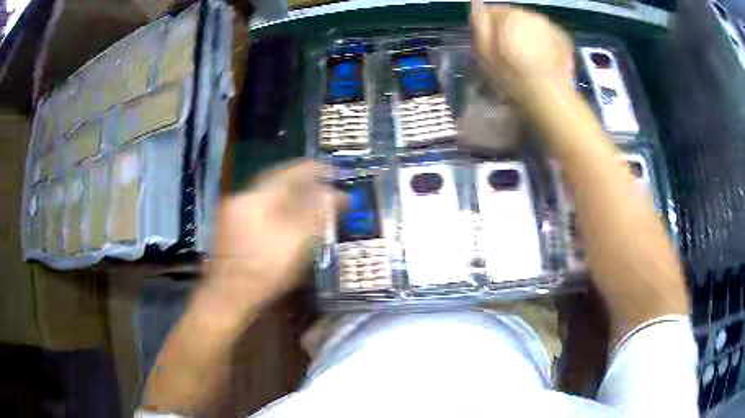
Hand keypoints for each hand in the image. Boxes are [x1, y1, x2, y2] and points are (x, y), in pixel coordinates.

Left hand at [202, 160, 342, 322]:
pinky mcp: (230, 226)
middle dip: (302, 181)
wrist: (228, 298)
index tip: (334, 171)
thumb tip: (336, 195)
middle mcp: (241, 197)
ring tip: (310, 199)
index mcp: (255, 198)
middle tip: (324, 184)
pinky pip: (259, 207)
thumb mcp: (296, 244)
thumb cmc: (264, 272)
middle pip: (277, 181)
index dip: (315, 170)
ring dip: (290, 194)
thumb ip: (317, 215)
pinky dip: (277, 207)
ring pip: (267, 195)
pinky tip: (288, 217)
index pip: (290, 172)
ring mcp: (232, 212)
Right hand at [471, 5, 573, 99]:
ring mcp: (549, 25)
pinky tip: (540, 58)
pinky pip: (546, 35)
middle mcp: (530, 14)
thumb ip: (479, 25)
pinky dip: (542, 42)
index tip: (487, 43)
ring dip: (525, 35)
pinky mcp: (562, 38)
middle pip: (512, 17)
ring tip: (525, 56)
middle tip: (507, 51)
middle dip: (508, 29)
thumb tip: (476, 7)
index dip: (486, 27)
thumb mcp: (484, 51)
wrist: (547, 93)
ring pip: (530, 25)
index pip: (490, 11)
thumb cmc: (511, 74)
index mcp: (509, 14)